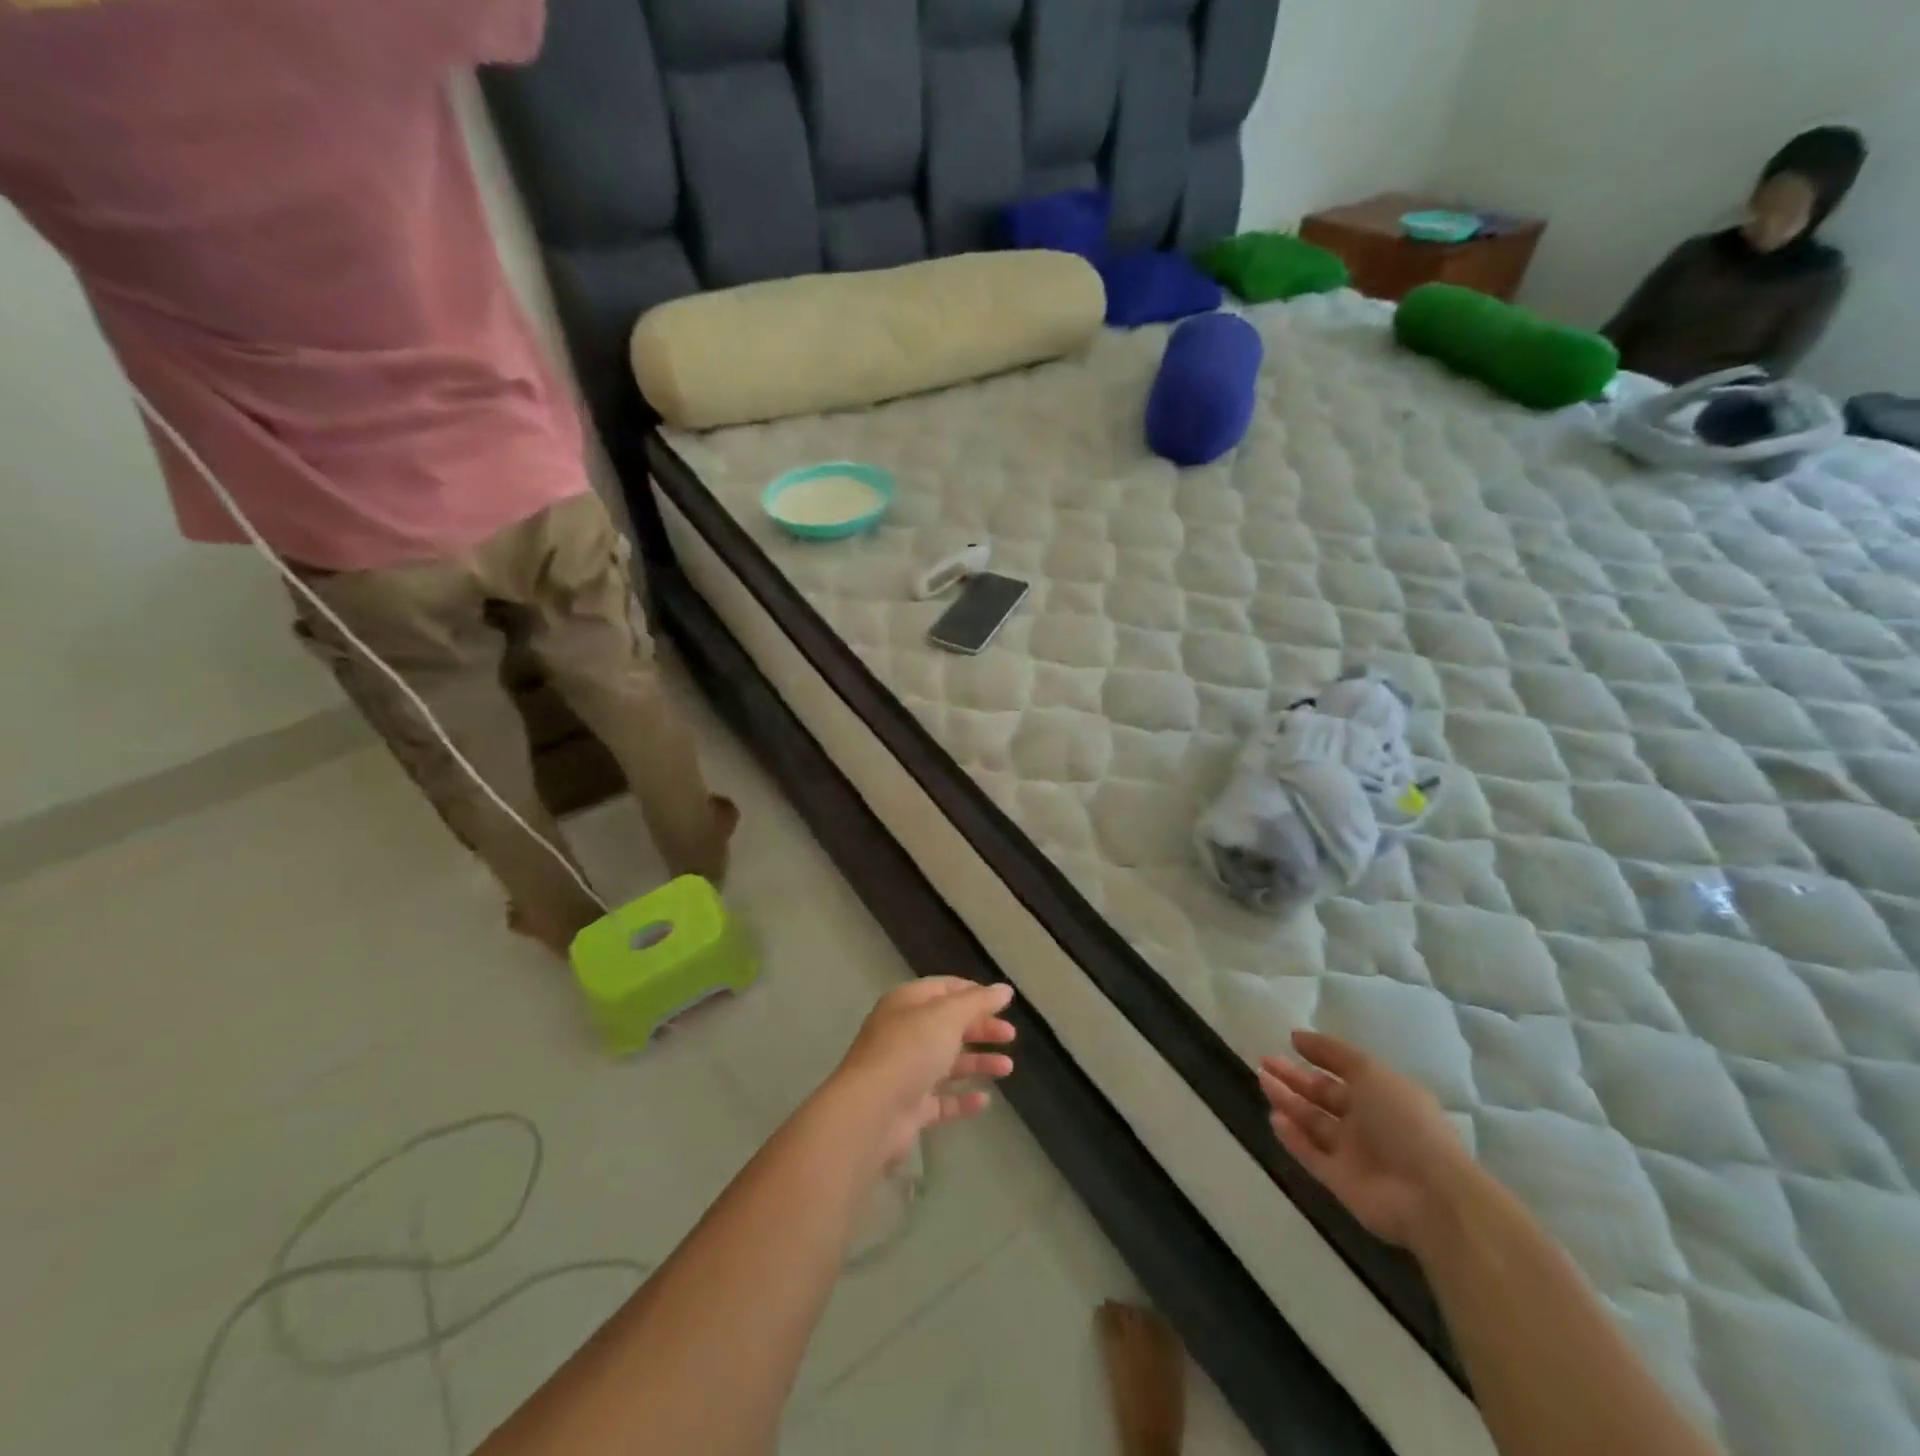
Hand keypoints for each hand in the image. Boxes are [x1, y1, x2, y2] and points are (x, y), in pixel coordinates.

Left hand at [834, 978, 1016, 1166]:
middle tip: (1010, 1036)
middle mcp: (904, 1033)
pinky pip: (941, 1100)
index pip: (943, 989)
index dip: (973, 993)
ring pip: (947, 1062)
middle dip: (980, 1028)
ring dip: (977, 1062)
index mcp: (907, 1003)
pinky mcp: (909, 1107)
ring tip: (1007, 1068)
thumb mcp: (947, 1016)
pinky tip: (984, 1100)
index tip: (1002, 1003)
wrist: (872, 1112)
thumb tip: (1004, 989)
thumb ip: (978, 1002)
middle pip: (948, 1025)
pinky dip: (962, 1099)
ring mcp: (905, 1071)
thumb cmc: (910, 1050)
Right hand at [1258, 1029, 1473, 1247]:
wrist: (1429, 1196)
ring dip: (1288, 1102)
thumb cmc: (1404, 1122)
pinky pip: (1311, 1154)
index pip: (1345, 1071)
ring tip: (1262, 1081)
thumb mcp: (1372, 1073)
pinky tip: (1274, 1118)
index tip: (1291, 1042)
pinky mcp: (1340, 1181)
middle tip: (1264, 1062)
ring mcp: (1354, 1153)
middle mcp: (1368, 1122)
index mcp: (1383, 1095)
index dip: (1319, 1056)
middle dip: (1294, 1078)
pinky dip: (1292, 1138)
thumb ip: (1333, 1053)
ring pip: (1313, 1123)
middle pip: (1324, 1096)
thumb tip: (1297, 1036)